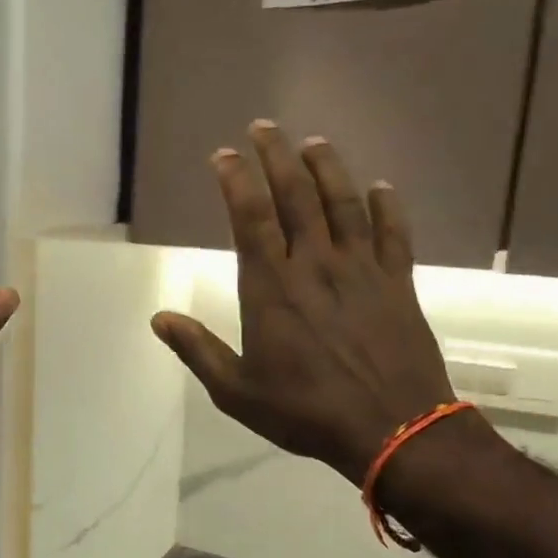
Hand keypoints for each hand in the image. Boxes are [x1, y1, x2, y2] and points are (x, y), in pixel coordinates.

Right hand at [151, 120, 454, 483]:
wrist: (393, 430)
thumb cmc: (305, 411)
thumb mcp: (236, 391)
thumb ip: (197, 350)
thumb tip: (158, 318)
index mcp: (271, 288)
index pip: (250, 218)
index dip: (236, 180)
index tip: (224, 155)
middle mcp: (315, 266)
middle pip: (296, 196)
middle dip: (277, 157)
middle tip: (264, 127)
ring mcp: (362, 271)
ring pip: (344, 205)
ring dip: (327, 169)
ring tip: (313, 143)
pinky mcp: (399, 284)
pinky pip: (393, 234)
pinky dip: (387, 207)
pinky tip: (380, 187)